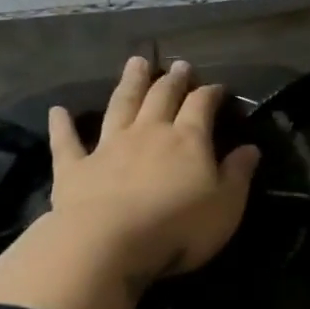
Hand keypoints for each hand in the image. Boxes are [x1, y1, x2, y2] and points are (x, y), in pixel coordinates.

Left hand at [0, 55, 259, 308]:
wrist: (108, 245)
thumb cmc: (178, 227)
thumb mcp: (226, 205)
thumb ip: (238, 174)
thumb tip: (251, 148)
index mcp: (187, 139)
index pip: (201, 105)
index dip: (211, 93)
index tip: (218, 88)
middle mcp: (148, 133)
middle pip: (161, 97)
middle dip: (172, 80)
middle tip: (179, 65)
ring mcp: (109, 147)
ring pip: (120, 106)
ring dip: (129, 83)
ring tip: (135, 63)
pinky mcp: (74, 168)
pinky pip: (67, 143)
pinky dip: (62, 126)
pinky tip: (57, 112)